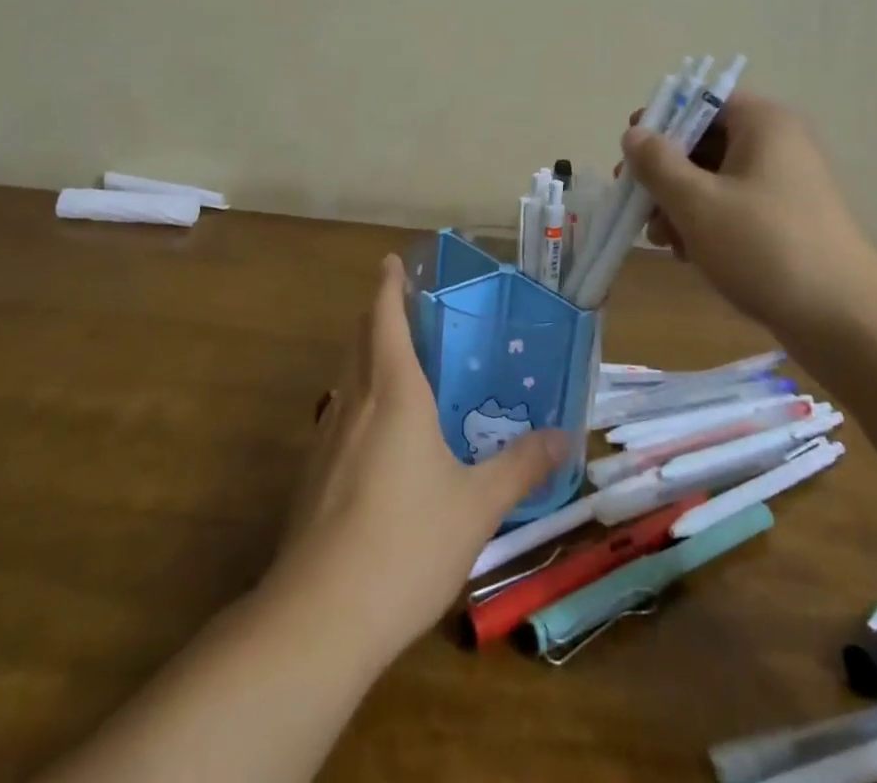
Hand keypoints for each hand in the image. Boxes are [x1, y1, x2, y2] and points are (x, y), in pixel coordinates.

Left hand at [268, 256, 570, 662]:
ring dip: (366, 357)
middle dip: (378, 316)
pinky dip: (359, 401)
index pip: (385, 318)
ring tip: (398, 365)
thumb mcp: (477, 505)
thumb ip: (520, 467)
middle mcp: (354, 403)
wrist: (321, 616)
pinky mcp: (312, 475)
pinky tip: (379, 438)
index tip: (392, 262)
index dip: (388, 286)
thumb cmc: (407, 542)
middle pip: (360, 341)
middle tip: (407, 308)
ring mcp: (326, 439)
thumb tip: (564, 436)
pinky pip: (339, 417)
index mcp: (393, 393)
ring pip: (346, 378)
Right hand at [622, 93, 871, 327]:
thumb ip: (657, 163)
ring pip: (714, 179)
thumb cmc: (764, 247)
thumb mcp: (697, 202)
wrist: (846, 320)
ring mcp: (785, 184)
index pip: (700, 101)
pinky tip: (688, 255)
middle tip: (637, 205)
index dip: (660, 122)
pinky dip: (706, 224)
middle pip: (703, 142)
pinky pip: (734, 207)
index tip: (630, 155)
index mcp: (762, 123)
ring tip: (662, 240)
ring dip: (680, 204)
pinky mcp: (786, 220)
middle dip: (664, 174)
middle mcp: (777, 143)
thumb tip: (634, 134)